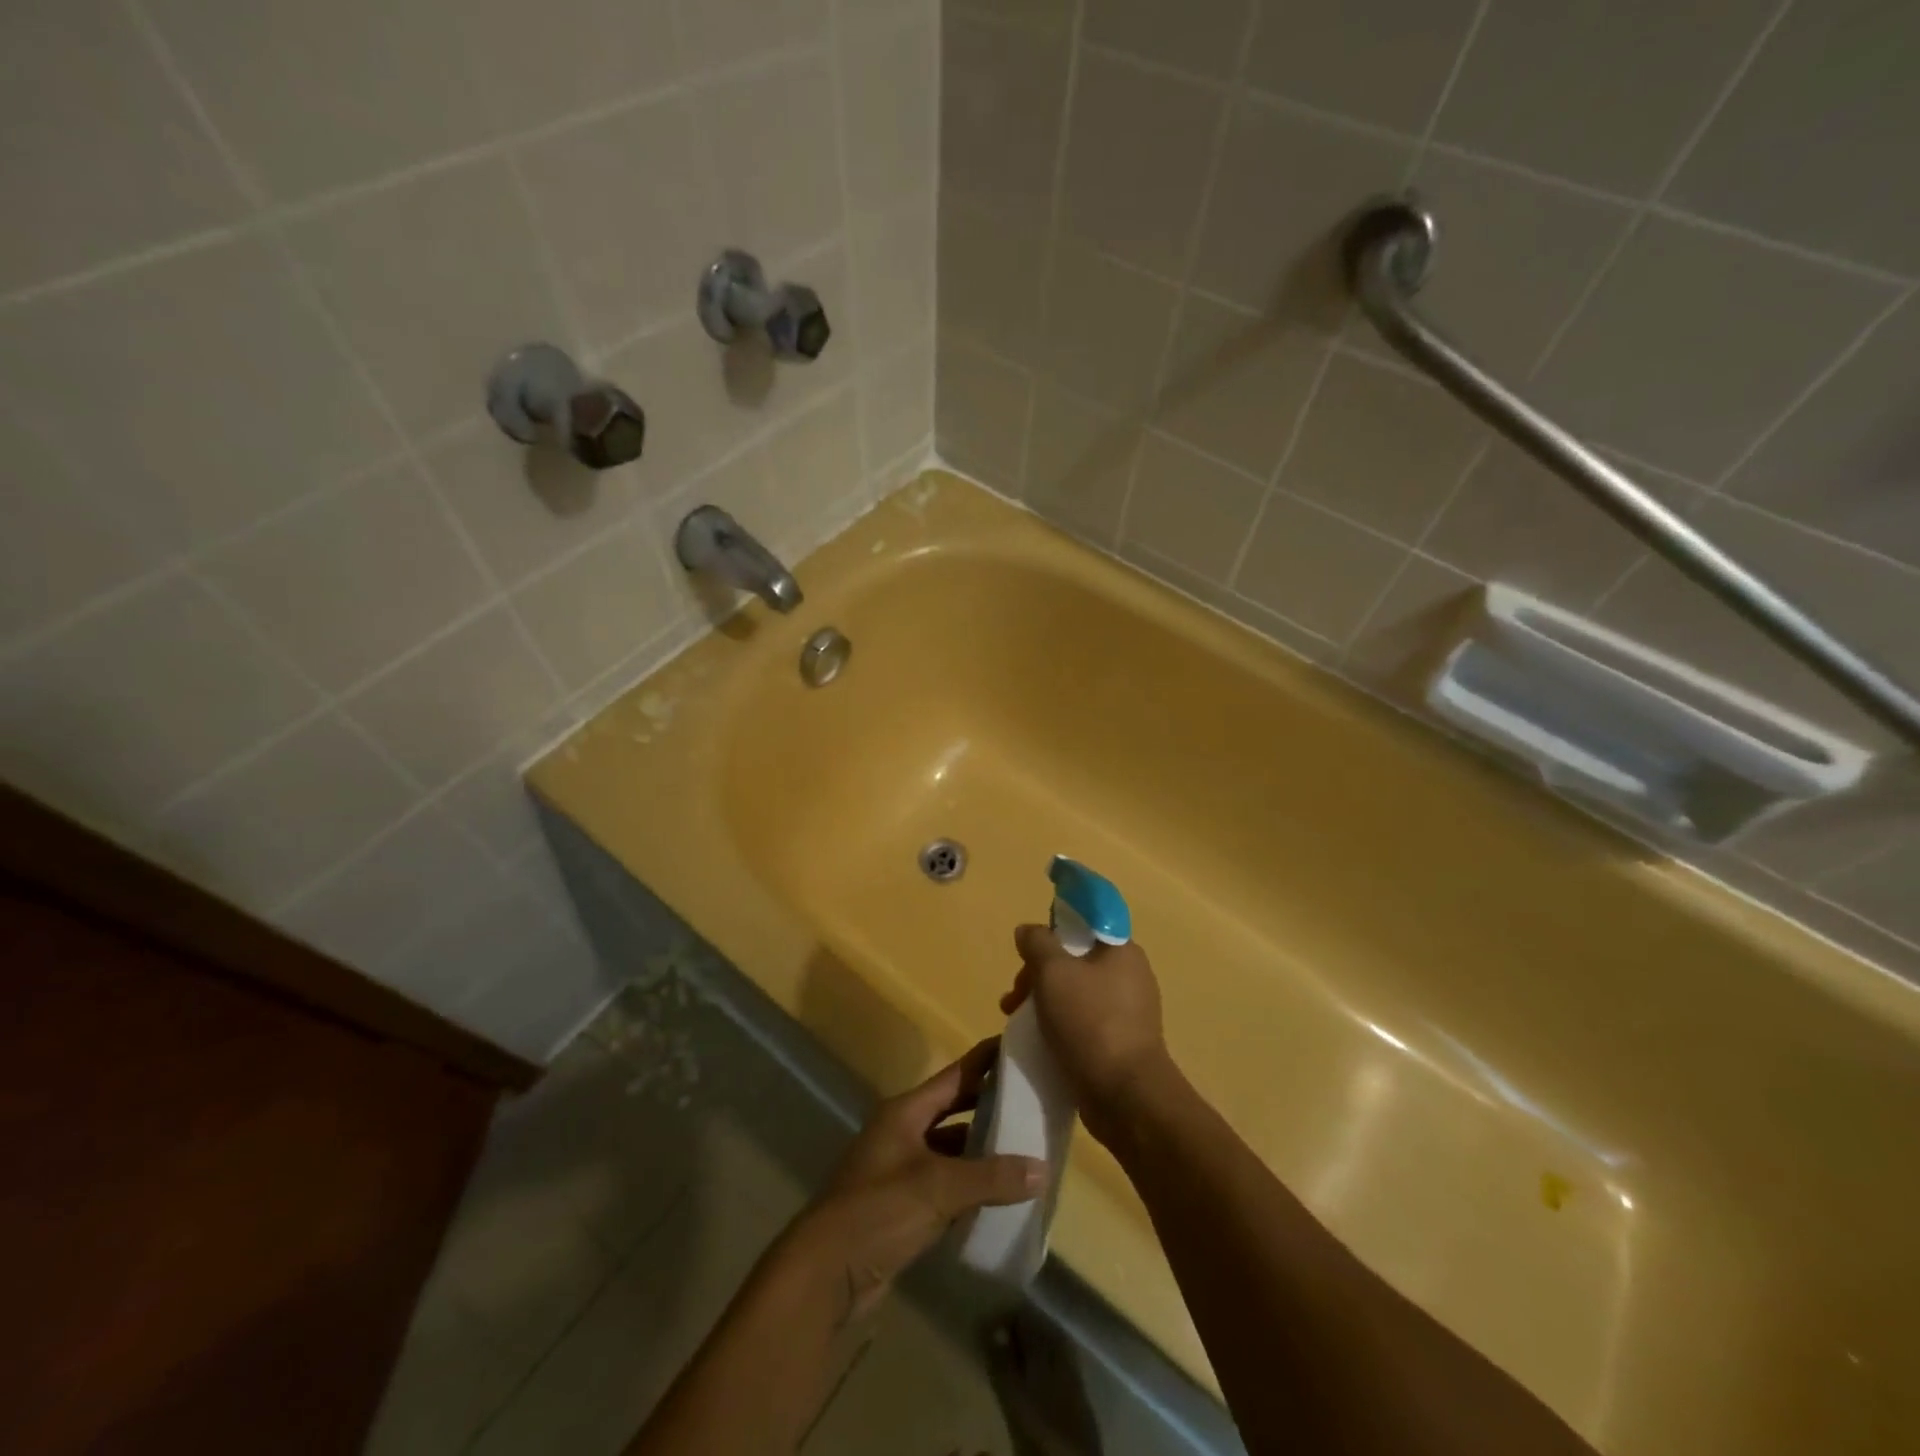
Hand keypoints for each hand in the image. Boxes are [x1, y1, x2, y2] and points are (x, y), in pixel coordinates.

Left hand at [799, 1039, 1044, 1321]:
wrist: (826, 1272)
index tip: (1016, 1043)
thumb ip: (991, 1177)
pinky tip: (997, 1192)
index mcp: (905, 1112)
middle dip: (987, 1102)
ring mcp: (899, 1168)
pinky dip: (968, 1183)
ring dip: (979, 1147)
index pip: (954, 1076)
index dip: (984, 1060)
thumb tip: (1042, 1169)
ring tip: (1022, 1145)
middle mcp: (901, 1132)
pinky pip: (943, 1182)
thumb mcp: (939, 1188)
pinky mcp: (900, 1204)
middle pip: (952, 1108)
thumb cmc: (880, 1210)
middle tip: (1030, 1096)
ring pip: (948, 1147)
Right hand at [1003, 925, 1170, 1145]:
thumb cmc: (1090, 1022)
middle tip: (1014, 997)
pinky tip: (1040, 1041)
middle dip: (1038, 974)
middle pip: (1075, 960)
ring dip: (1044, 1001)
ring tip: (1017, 1021)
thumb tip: (1028, 930)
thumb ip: (1037, 943)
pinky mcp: (1122, 1042)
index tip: (1030, 953)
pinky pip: (1083, 1022)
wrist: (1126, 1096)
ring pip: (1076, 993)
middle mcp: (1130, 975)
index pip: (1084, 924)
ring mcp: (1129, 1011)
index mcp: (1122, 950)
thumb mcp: (1053, 972)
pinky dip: (1060, 1026)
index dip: (1052, 932)